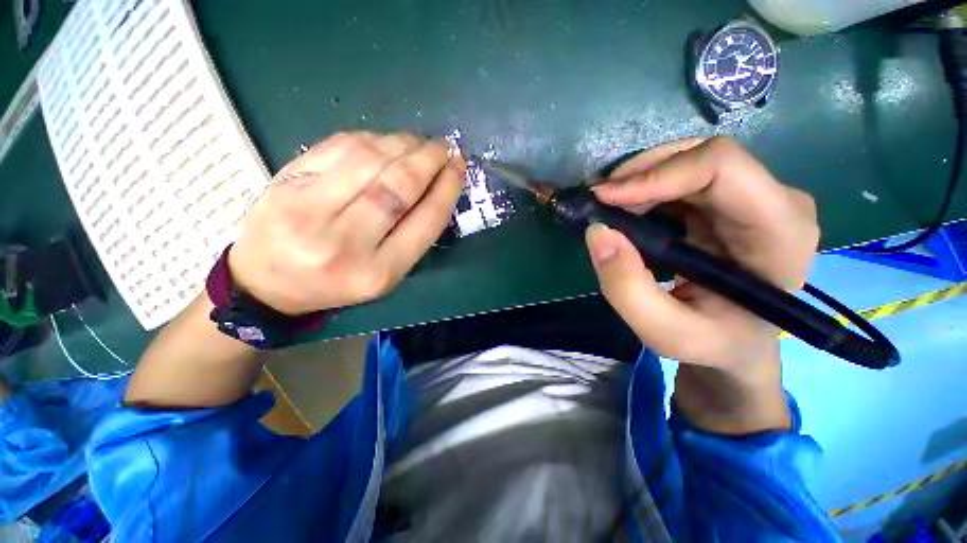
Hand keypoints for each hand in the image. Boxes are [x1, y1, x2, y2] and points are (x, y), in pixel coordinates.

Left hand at [228, 132, 464, 314]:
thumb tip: (437, 185)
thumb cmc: (337, 283)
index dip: (447, 188)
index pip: (425, 220)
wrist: (266, 282)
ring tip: (419, 142)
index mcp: (378, 272)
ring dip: (403, 143)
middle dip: (429, 158)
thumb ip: (413, 235)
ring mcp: (307, 208)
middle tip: (444, 147)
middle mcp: (344, 241)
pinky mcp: (283, 181)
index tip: (459, 168)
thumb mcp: (386, 273)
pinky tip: (385, 142)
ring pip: (369, 158)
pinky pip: (337, 146)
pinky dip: (371, 138)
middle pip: (398, 185)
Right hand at [585, 137, 819, 431]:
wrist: (737, 343)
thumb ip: (627, 289)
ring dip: (639, 179)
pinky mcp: (729, 201)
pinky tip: (623, 207)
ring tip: (605, 205)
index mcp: (780, 233)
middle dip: (641, 174)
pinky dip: (644, 188)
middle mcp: (776, 202)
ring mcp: (754, 197)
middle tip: (597, 200)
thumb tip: (598, 232)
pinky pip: (681, 177)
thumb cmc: (712, 343)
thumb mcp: (664, 332)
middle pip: (703, 157)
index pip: (723, 168)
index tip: (605, 197)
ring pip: (689, 161)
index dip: (657, 174)